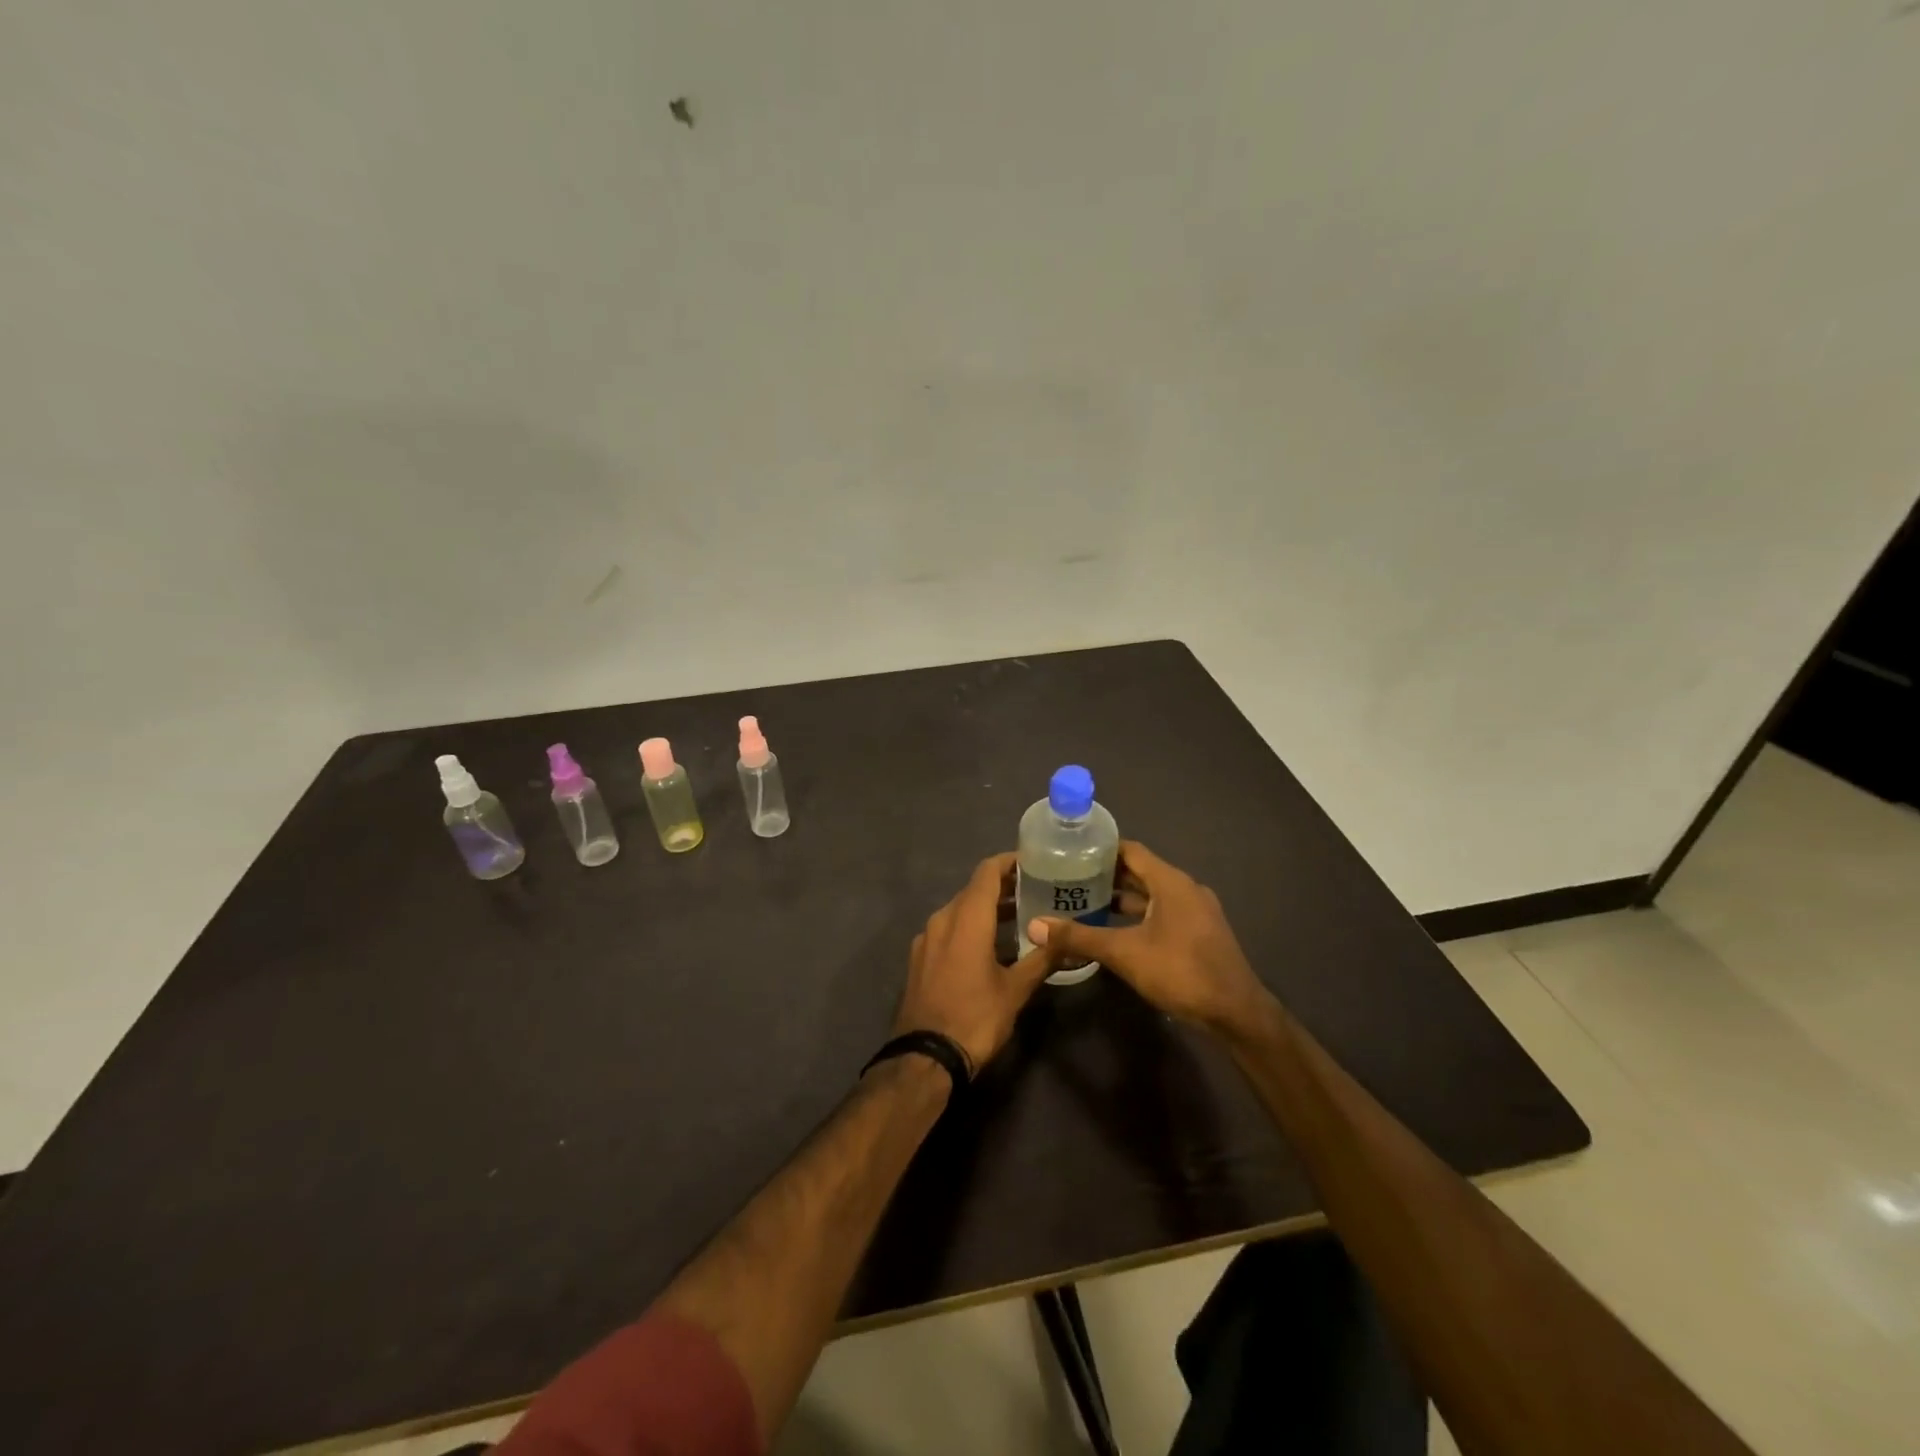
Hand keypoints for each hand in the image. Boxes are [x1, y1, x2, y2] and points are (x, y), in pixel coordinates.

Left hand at [892, 853, 1055, 1073]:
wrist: (924, 1057)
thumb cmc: (975, 1018)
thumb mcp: (1015, 990)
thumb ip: (1042, 959)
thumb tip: (1069, 939)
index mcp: (966, 919)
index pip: (987, 872)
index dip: (1009, 862)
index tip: (1033, 862)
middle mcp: (942, 919)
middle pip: (973, 890)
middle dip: (1003, 887)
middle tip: (1036, 890)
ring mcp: (926, 939)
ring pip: (960, 910)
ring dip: (987, 909)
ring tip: (1019, 917)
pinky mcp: (919, 958)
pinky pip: (948, 929)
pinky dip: (970, 927)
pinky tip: (990, 946)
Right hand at [1030, 841, 1272, 1034]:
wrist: (1236, 1013)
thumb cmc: (1181, 971)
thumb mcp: (1124, 953)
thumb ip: (1080, 937)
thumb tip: (1035, 926)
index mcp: (1171, 881)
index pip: (1131, 851)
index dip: (1101, 849)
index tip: (1070, 852)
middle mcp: (1185, 889)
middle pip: (1140, 872)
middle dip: (1106, 875)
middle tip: (1068, 879)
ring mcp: (1195, 912)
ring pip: (1151, 895)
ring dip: (1121, 898)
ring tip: (1084, 903)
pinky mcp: (1199, 933)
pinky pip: (1162, 913)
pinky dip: (1137, 916)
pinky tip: (1114, 931)